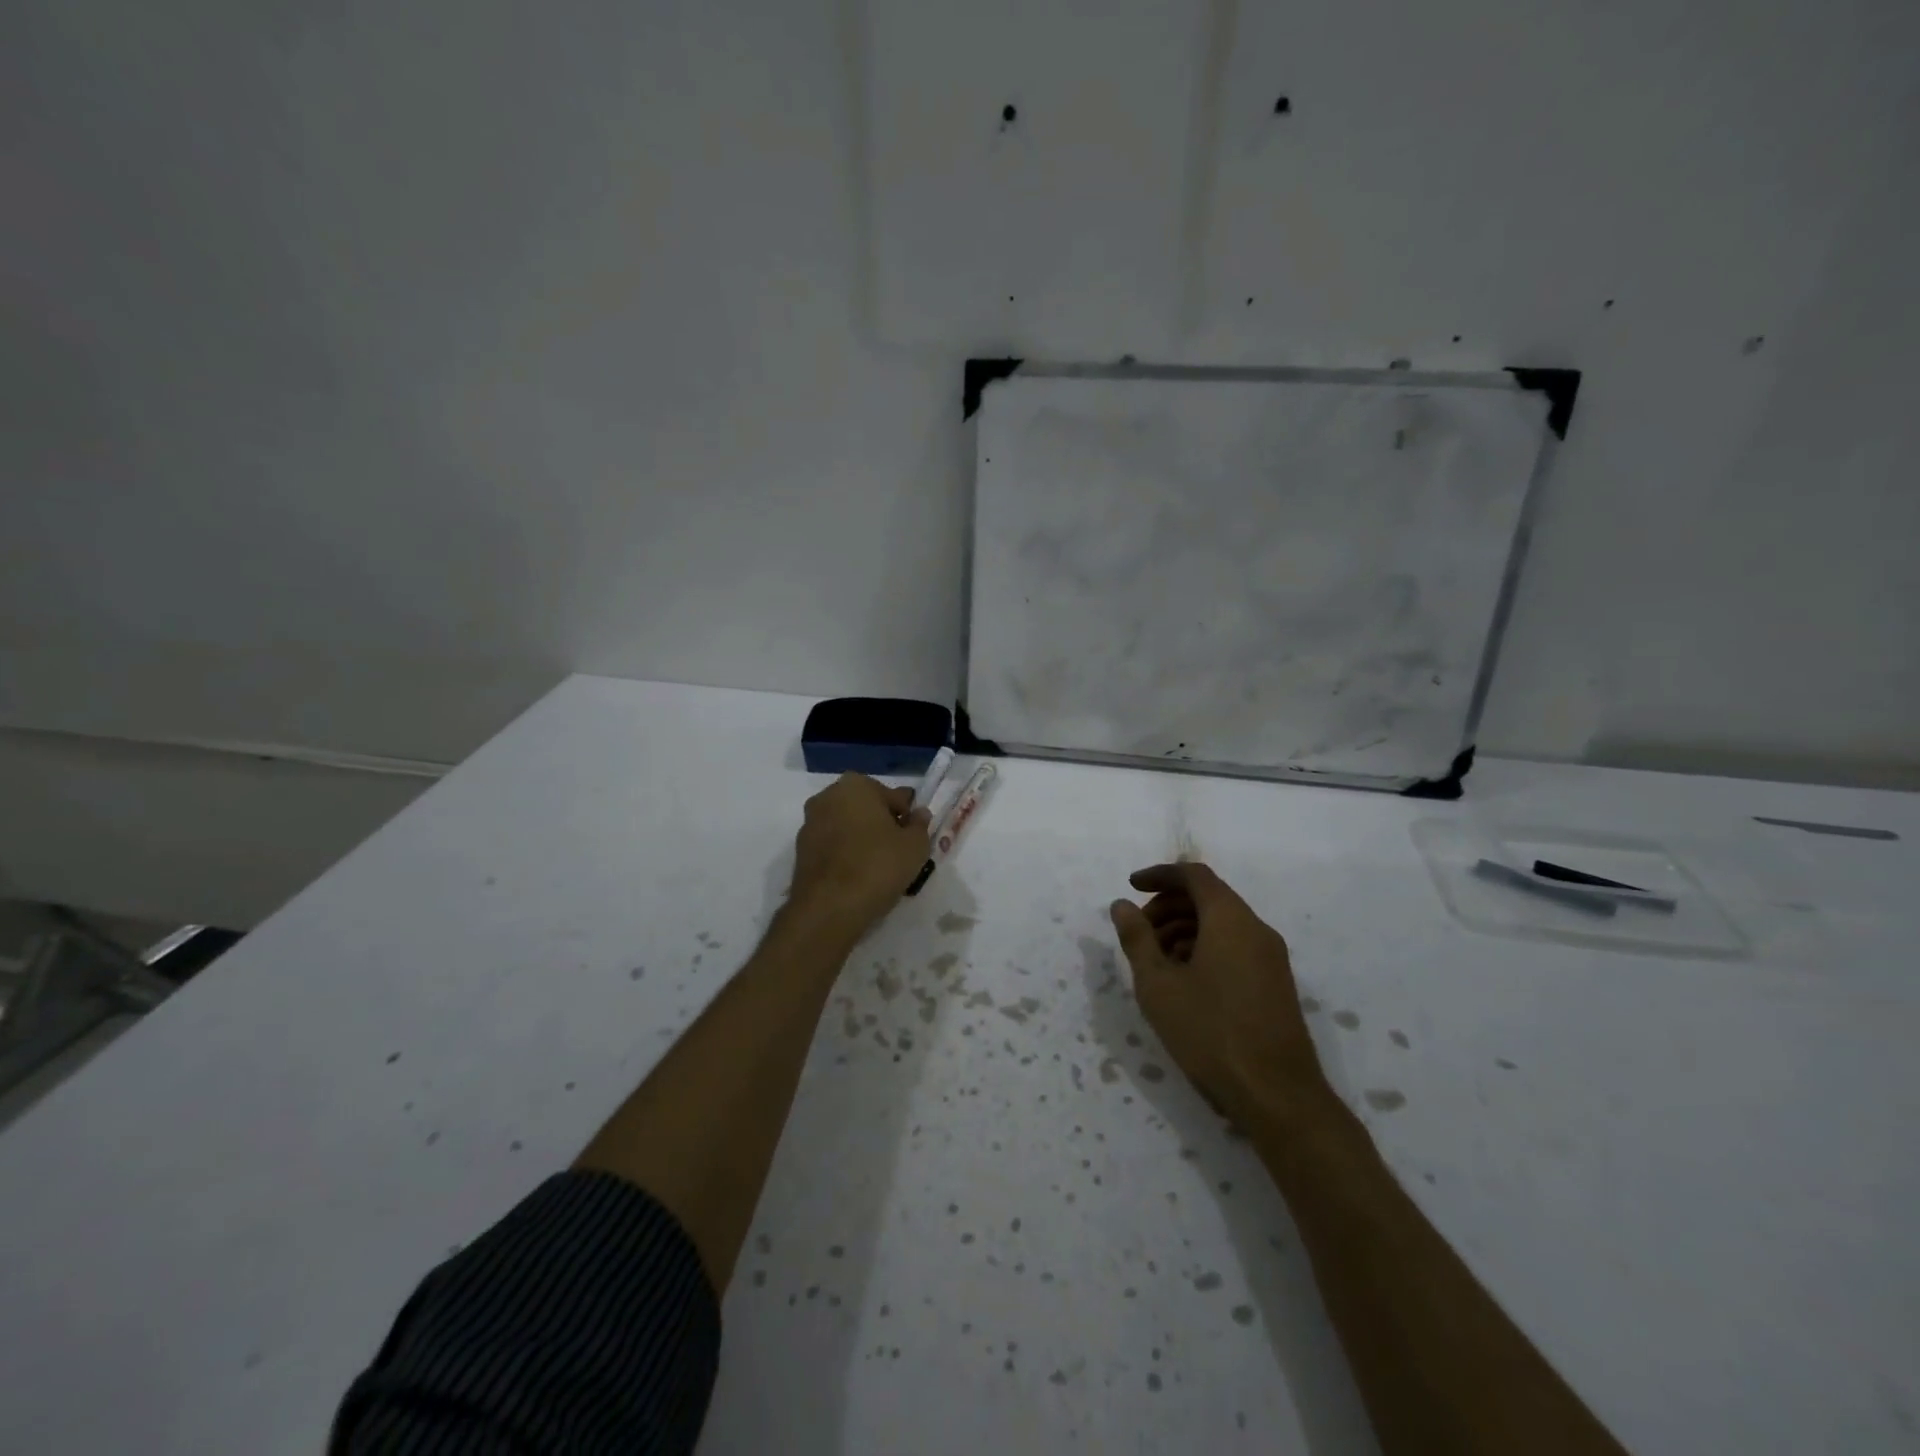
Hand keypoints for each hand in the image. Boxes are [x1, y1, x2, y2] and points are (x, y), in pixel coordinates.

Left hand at [787, 773, 931, 936]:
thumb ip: (920, 825)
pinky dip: (846, 855)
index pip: (893, 797)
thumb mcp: (915, 846)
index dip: (908, 817)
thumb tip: (919, 814)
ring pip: (848, 827)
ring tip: (880, 868)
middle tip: (900, 852)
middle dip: (883, 825)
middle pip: (867, 809)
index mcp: (856, 785)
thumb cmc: (877, 866)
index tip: (915, 837)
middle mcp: (827, 797)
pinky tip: (859, 876)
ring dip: (863, 840)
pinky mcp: (801, 851)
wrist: (829, 908)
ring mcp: (810, 824)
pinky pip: (833, 846)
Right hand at [1109, 863, 1330, 1126]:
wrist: (1277, 1095)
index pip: (1194, 875)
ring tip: (1155, 962)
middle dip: (1168, 907)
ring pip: (1221, 925)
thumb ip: (1137, 939)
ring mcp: (1271, 958)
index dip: (1160, 875)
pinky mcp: (1275, 984)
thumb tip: (1122, 905)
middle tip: (1139, 932)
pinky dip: (1204, 949)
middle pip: (1208, 898)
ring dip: (1184, 930)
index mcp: (1230, 919)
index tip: (1131, 887)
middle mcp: (1256, 929)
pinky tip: (1184, 982)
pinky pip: (1235, 947)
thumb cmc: (1209, 1032)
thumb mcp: (1159, 985)